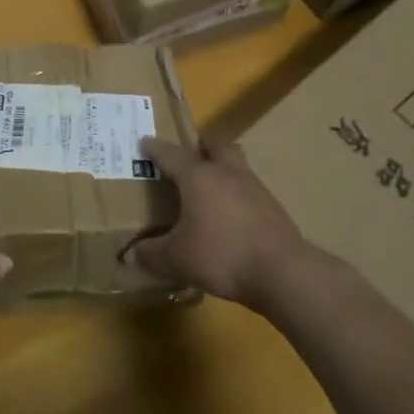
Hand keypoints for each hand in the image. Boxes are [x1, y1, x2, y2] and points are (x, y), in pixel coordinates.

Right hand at [132, 135, 309, 307]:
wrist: (282, 271)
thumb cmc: (222, 256)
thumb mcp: (177, 259)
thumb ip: (152, 254)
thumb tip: (131, 255)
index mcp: (198, 177)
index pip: (171, 154)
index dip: (155, 148)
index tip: (144, 142)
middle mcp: (226, 172)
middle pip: (214, 144)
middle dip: (200, 144)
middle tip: (189, 154)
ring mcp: (253, 187)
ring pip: (235, 163)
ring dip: (222, 166)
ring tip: (210, 185)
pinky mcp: (272, 206)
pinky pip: (249, 188)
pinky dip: (237, 193)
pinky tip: (231, 214)